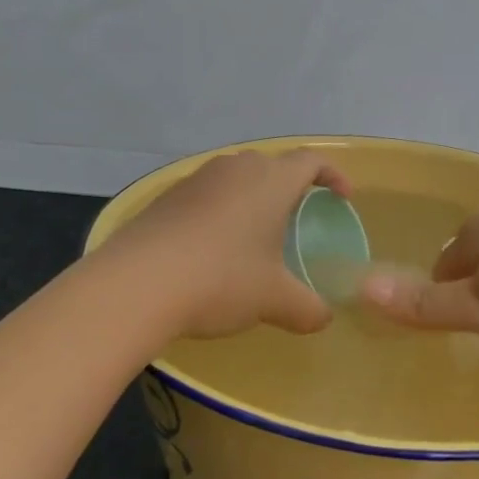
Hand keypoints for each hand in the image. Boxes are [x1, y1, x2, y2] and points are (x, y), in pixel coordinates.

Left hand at [105, 149, 350, 338]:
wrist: (136, 284)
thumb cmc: (221, 280)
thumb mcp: (274, 300)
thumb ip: (308, 308)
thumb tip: (323, 318)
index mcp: (270, 181)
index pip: (311, 160)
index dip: (333, 175)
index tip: (342, 198)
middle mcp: (234, 168)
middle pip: (272, 165)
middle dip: (290, 187)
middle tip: (297, 220)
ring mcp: (196, 180)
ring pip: (236, 178)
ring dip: (252, 199)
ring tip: (255, 236)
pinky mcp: (165, 198)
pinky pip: (206, 195)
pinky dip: (220, 213)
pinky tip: (213, 249)